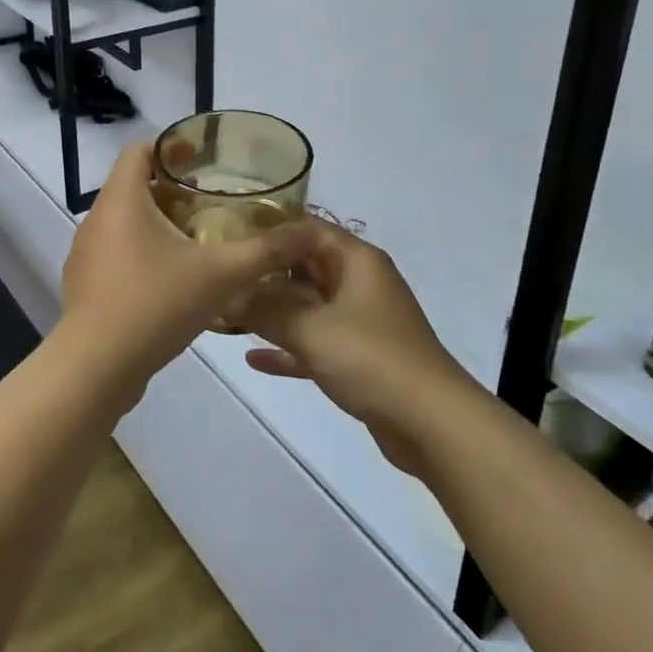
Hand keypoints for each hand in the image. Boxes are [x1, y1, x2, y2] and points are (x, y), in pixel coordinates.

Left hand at [57, 143, 318, 390]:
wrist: (96, 368)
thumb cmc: (155, 304)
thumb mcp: (221, 275)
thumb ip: (266, 251)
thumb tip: (308, 231)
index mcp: (122, 200)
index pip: (139, 150)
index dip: (171, 148)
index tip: (203, 162)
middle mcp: (97, 218)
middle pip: (134, 186)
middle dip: (173, 191)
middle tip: (212, 205)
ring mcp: (86, 253)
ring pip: (125, 223)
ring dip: (158, 225)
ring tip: (197, 242)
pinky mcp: (85, 284)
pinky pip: (116, 254)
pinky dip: (143, 254)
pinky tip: (172, 282)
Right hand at [237, 224, 471, 477]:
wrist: (430, 422)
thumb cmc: (370, 358)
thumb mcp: (310, 328)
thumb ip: (264, 308)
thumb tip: (224, 293)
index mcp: (356, 261)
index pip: (308, 229)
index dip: (271, 232)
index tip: (232, 241)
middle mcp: (359, 283)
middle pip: (305, 268)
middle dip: (264, 276)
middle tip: (222, 282)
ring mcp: (360, 322)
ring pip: (308, 307)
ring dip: (272, 313)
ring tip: (227, 316)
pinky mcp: (359, 358)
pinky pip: (316, 342)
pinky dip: (289, 348)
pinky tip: (253, 358)